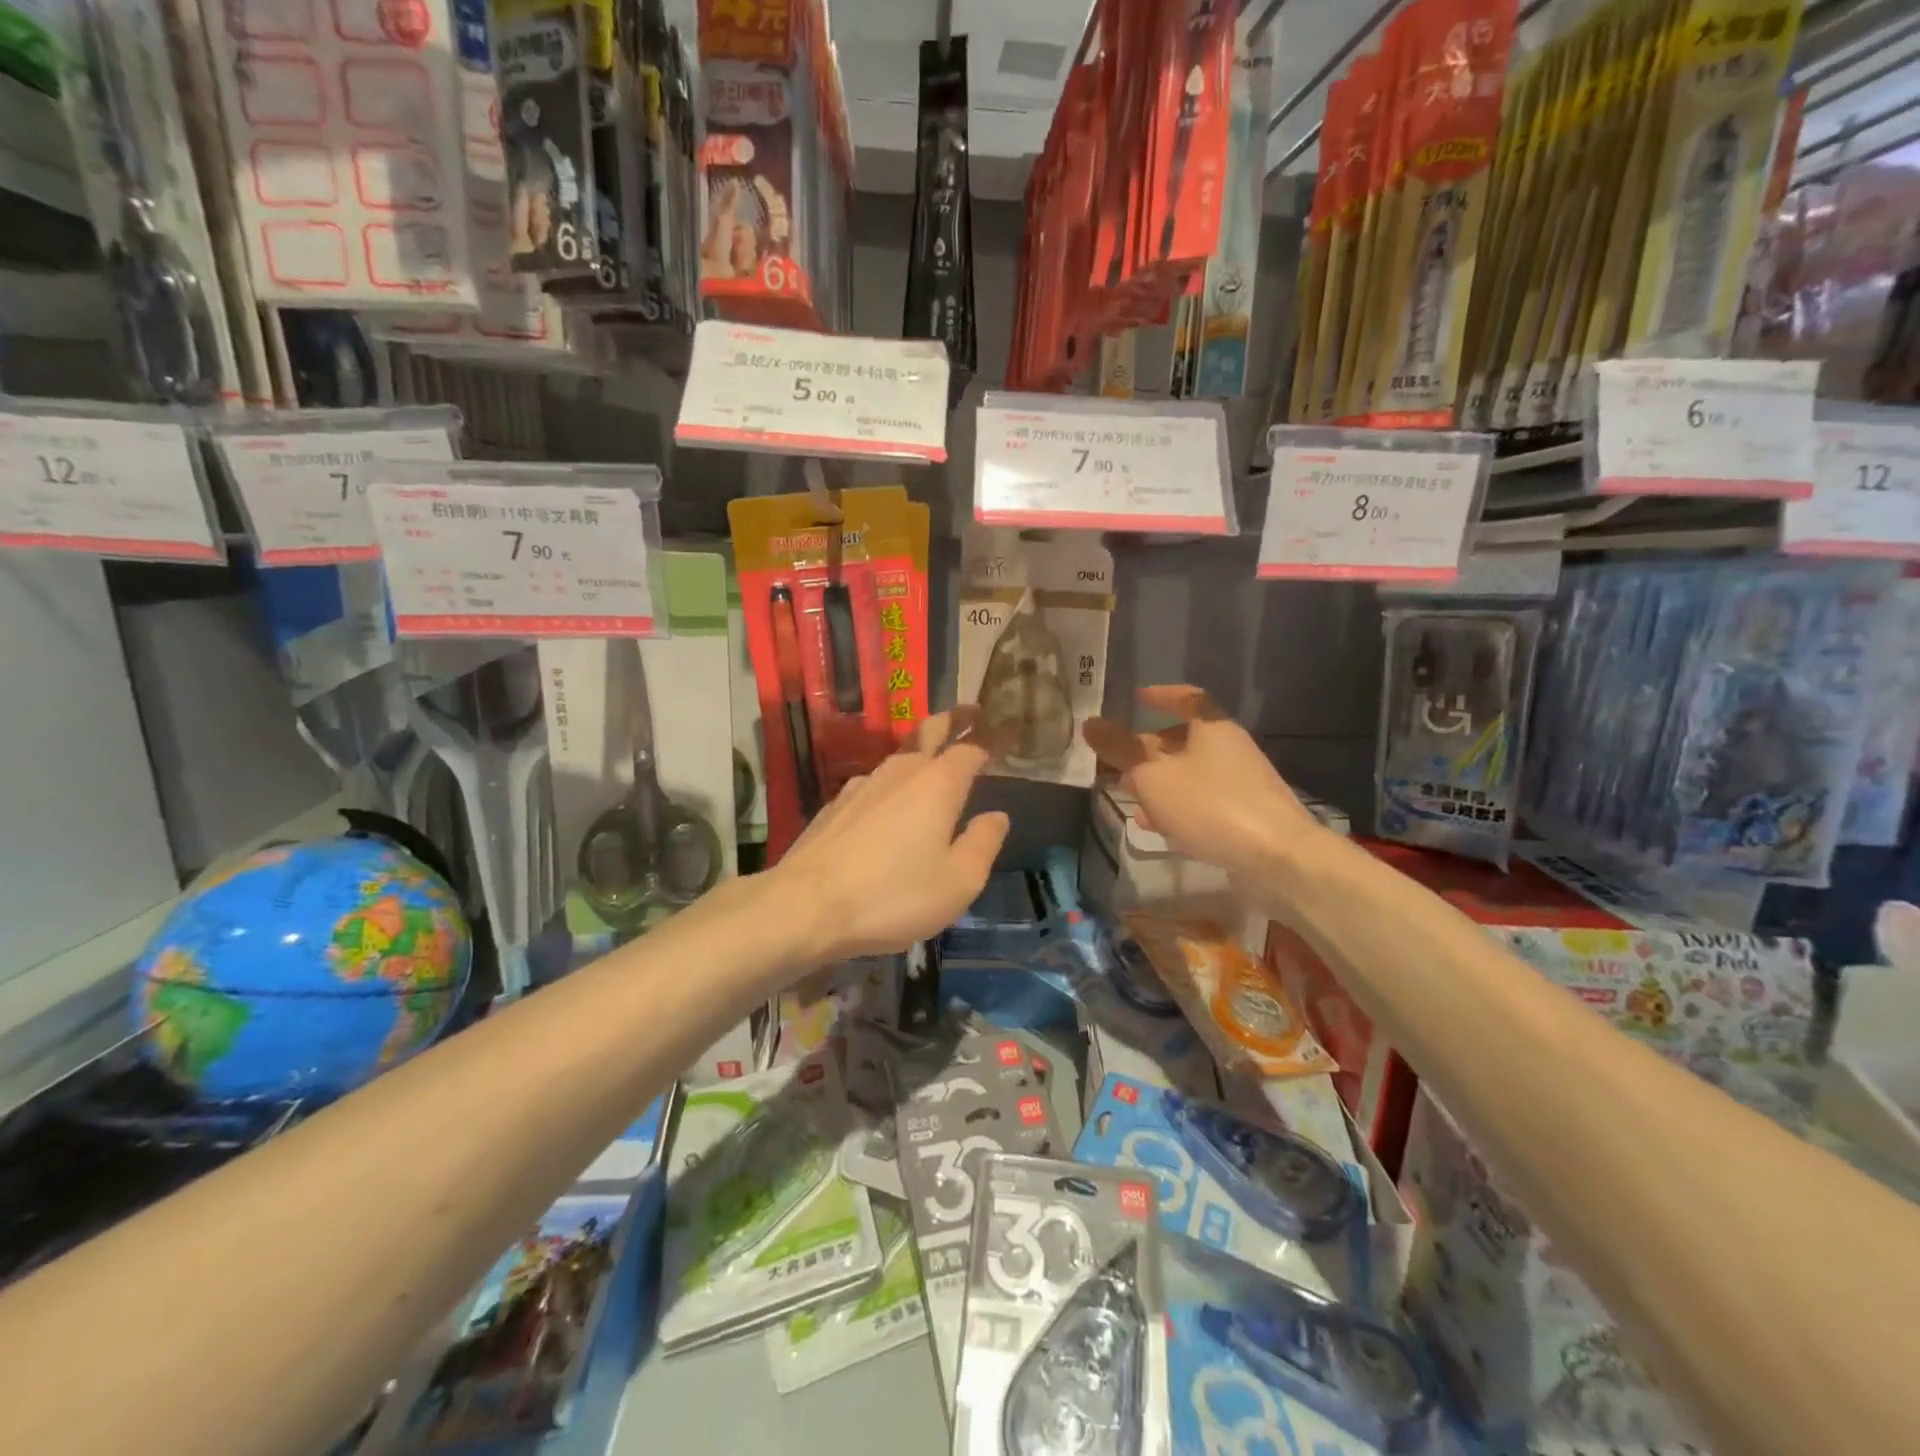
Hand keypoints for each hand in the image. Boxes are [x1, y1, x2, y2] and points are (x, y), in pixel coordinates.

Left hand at [769, 708, 1009, 965]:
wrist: (805, 906)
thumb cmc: (894, 895)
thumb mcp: (958, 881)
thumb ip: (983, 843)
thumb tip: (997, 816)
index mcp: (938, 783)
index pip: (969, 749)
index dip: (986, 742)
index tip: (999, 738)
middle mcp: (901, 771)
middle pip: (928, 732)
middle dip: (951, 721)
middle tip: (968, 714)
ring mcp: (862, 784)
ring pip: (899, 757)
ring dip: (919, 753)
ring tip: (933, 763)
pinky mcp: (835, 805)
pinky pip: (874, 783)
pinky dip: (891, 784)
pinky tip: (889, 804)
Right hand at [1084, 686, 1323, 884]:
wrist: (1277, 859)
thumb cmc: (1210, 805)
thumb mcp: (1153, 776)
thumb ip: (1120, 750)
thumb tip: (1090, 723)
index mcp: (1212, 728)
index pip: (1185, 698)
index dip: (1160, 696)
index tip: (1136, 698)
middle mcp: (1230, 749)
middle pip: (1184, 740)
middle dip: (1148, 748)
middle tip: (1118, 759)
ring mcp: (1240, 784)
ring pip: (1190, 774)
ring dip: (1158, 781)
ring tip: (1128, 793)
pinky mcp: (1245, 817)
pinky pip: (1202, 803)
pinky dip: (1176, 807)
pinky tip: (1155, 825)